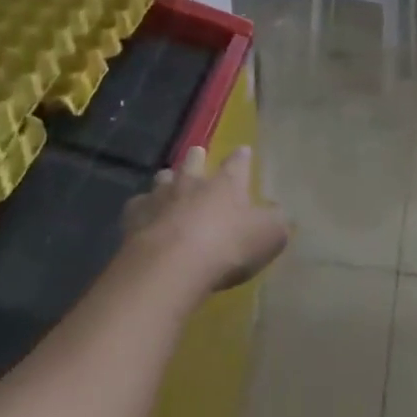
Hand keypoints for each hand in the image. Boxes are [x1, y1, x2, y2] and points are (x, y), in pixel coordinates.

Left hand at [123, 146, 288, 293]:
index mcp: (226, 182)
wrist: (171, 266)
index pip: (237, 163)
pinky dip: (142, 210)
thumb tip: (282, 214)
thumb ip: (276, 223)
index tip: (243, 151)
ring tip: (169, 186)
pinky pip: (138, 206)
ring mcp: (161, 196)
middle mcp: (192, 181)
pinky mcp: (135, 217)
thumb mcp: (267, 237)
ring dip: (167, 181)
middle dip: (196, 156)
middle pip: (193, 160)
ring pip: (163, 178)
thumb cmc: (226, 246)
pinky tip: (143, 218)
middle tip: (197, 154)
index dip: (241, 157)